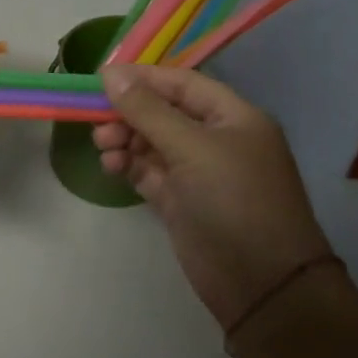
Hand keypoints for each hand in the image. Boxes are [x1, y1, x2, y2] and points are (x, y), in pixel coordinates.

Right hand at [95, 63, 331, 331]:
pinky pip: (149, 171)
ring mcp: (199, 172)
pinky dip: (129, 165)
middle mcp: (217, 139)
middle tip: (97, 122)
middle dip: (129, 113)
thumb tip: (111, 74)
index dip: (143, 78)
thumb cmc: (233, 201)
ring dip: (125, 139)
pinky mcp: (182, 200)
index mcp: (233, 117)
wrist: (260, 283)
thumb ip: (148, 111)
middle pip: (163, 112)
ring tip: (103, 147)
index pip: (182, 84)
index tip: (101, 79)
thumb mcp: (192, 148)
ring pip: (152, 142)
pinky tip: (111, 166)